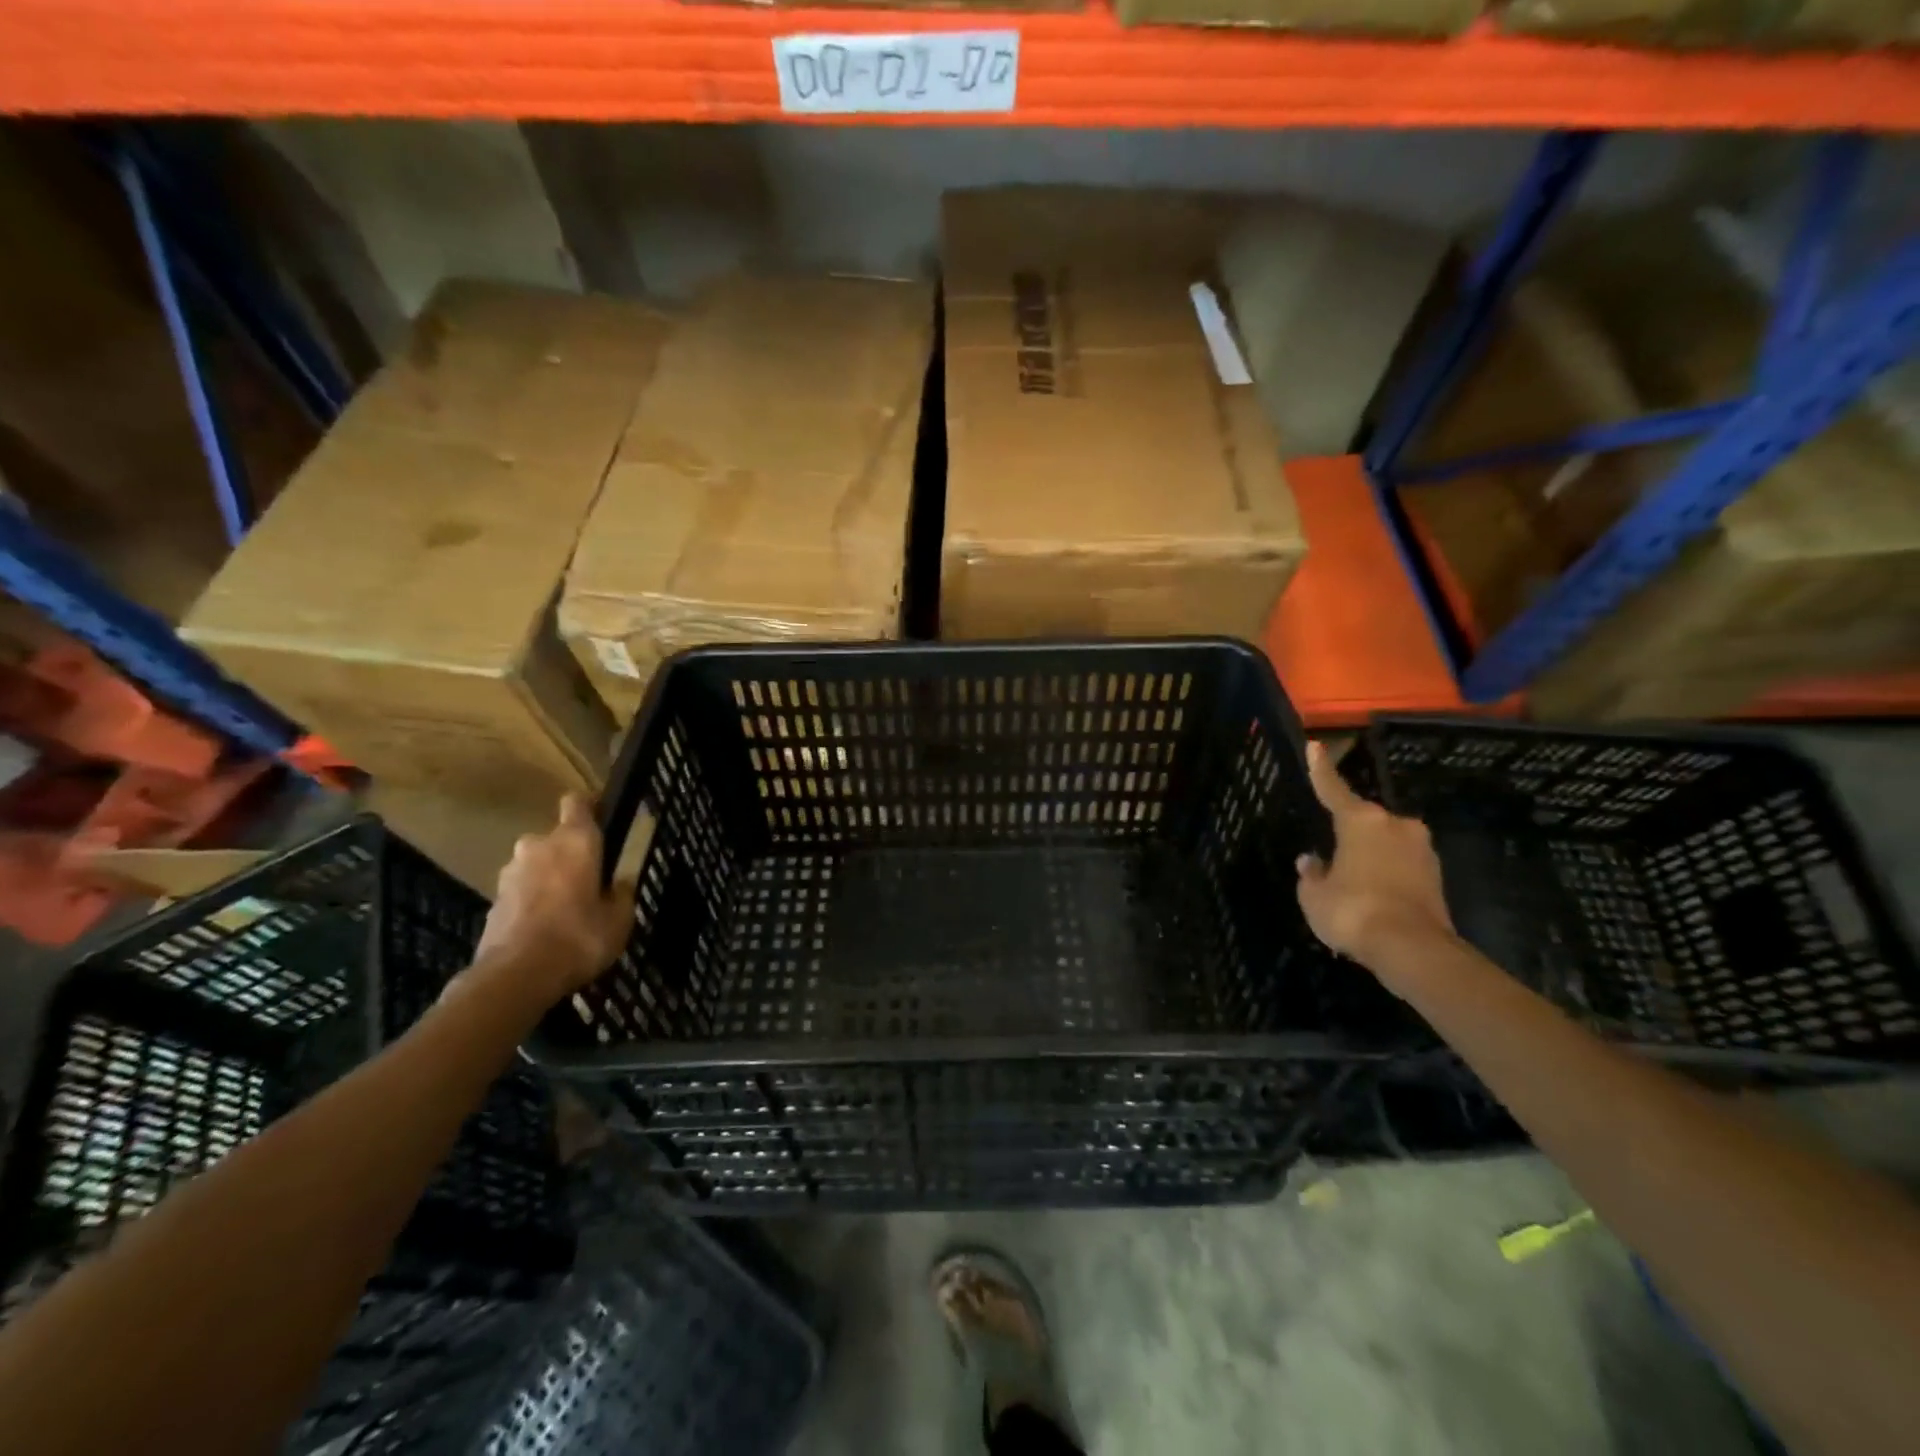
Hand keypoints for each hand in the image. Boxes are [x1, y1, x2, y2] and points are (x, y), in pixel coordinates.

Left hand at [470, 795, 634, 1006]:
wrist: (515, 977)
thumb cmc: (579, 938)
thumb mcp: (619, 919)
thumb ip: (621, 893)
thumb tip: (618, 883)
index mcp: (575, 841)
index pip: (577, 802)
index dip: (590, 807)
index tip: (603, 820)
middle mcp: (539, 846)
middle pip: (557, 837)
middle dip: (571, 854)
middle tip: (590, 881)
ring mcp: (510, 873)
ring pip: (536, 864)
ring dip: (549, 878)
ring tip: (566, 910)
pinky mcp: (493, 900)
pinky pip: (521, 891)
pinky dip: (532, 901)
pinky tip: (545, 929)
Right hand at [1295, 741, 1456, 977]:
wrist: (1412, 949)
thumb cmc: (1352, 911)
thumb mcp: (1314, 895)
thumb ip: (1312, 874)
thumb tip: (1312, 862)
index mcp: (1361, 821)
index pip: (1333, 789)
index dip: (1321, 769)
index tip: (1315, 745)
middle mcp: (1395, 826)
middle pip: (1364, 821)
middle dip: (1348, 833)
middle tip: (1331, 852)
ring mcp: (1421, 850)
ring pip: (1385, 844)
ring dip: (1369, 856)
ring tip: (1351, 883)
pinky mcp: (1436, 876)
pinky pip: (1401, 866)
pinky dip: (1386, 875)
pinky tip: (1372, 897)